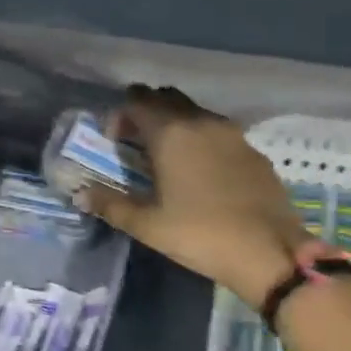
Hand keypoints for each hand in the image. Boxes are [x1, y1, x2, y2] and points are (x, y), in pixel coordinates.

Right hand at [78, 85, 311, 306]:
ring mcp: (233, 134)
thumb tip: (82, 193)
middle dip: (148, 111)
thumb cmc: (200, 235)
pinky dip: (202, 139)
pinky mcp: (253, 151)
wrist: (268, 251)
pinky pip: (219, 132)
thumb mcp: (148, 225)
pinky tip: (202, 171)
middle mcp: (202, 122)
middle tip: (137, 141)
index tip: (114, 139)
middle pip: (167, 98)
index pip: (138, 101)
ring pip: (196, 112)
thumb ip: (112, 205)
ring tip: (168, 156)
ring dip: (176, 123)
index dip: (120, 114)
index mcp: (171, 134)